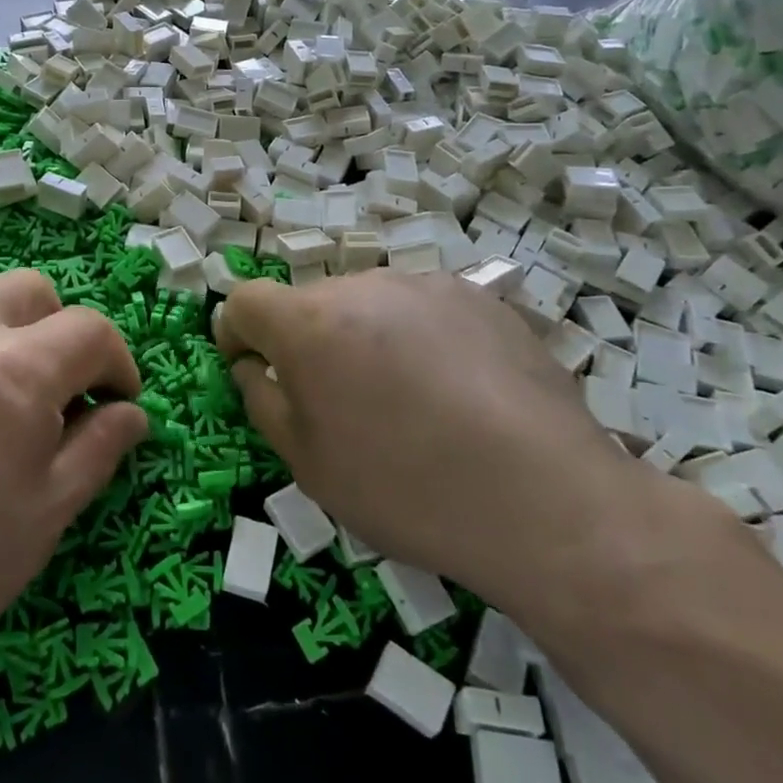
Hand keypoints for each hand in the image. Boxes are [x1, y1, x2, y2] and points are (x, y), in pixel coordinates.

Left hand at [0, 270, 149, 740]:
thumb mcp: (43, 519)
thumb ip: (98, 449)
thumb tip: (133, 412)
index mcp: (13, 371)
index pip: (90, 330)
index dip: (117, 364)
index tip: (116, 404)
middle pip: (34, 291)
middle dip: (61, 333)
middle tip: (55, 396)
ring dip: (5, 330)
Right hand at [216, 270, 685, 628]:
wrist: (545, 498)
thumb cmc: (406, 488)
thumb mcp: (309, 464)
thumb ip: (263, 401)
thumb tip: (253, 366)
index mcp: (309, 322)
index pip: (246, 300)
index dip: (237, 333)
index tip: (250, 367)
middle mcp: (363, 285)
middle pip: (312, 303)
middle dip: (307, 342)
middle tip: (340, 404)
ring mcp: (426, 285)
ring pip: (369, 304)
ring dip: (365, 338)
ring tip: (408, 402)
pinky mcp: (479, 297)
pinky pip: (423, 310)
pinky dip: (419, 339)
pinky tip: (458, 393)